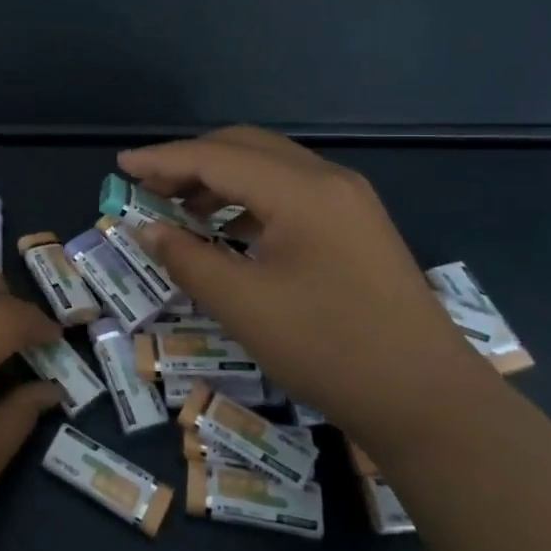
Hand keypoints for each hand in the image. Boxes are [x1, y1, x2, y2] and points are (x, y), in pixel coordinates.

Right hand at [120, 126, 499, 442]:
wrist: (429, 402)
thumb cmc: (329, 349)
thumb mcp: (244, 306)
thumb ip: (188, 259)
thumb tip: (149, 229)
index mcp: (302, 191)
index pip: (216, 158)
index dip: (163, 160)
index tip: (121, 166)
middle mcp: (328, 180)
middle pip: (244, 148)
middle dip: (189, 162)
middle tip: (147, 187)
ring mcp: (348, 201)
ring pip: (268, 167)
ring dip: (219, 179)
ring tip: (178, 208)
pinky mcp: (355, 225)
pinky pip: (289, 192)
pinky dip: (247, 199)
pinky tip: (226, 228)